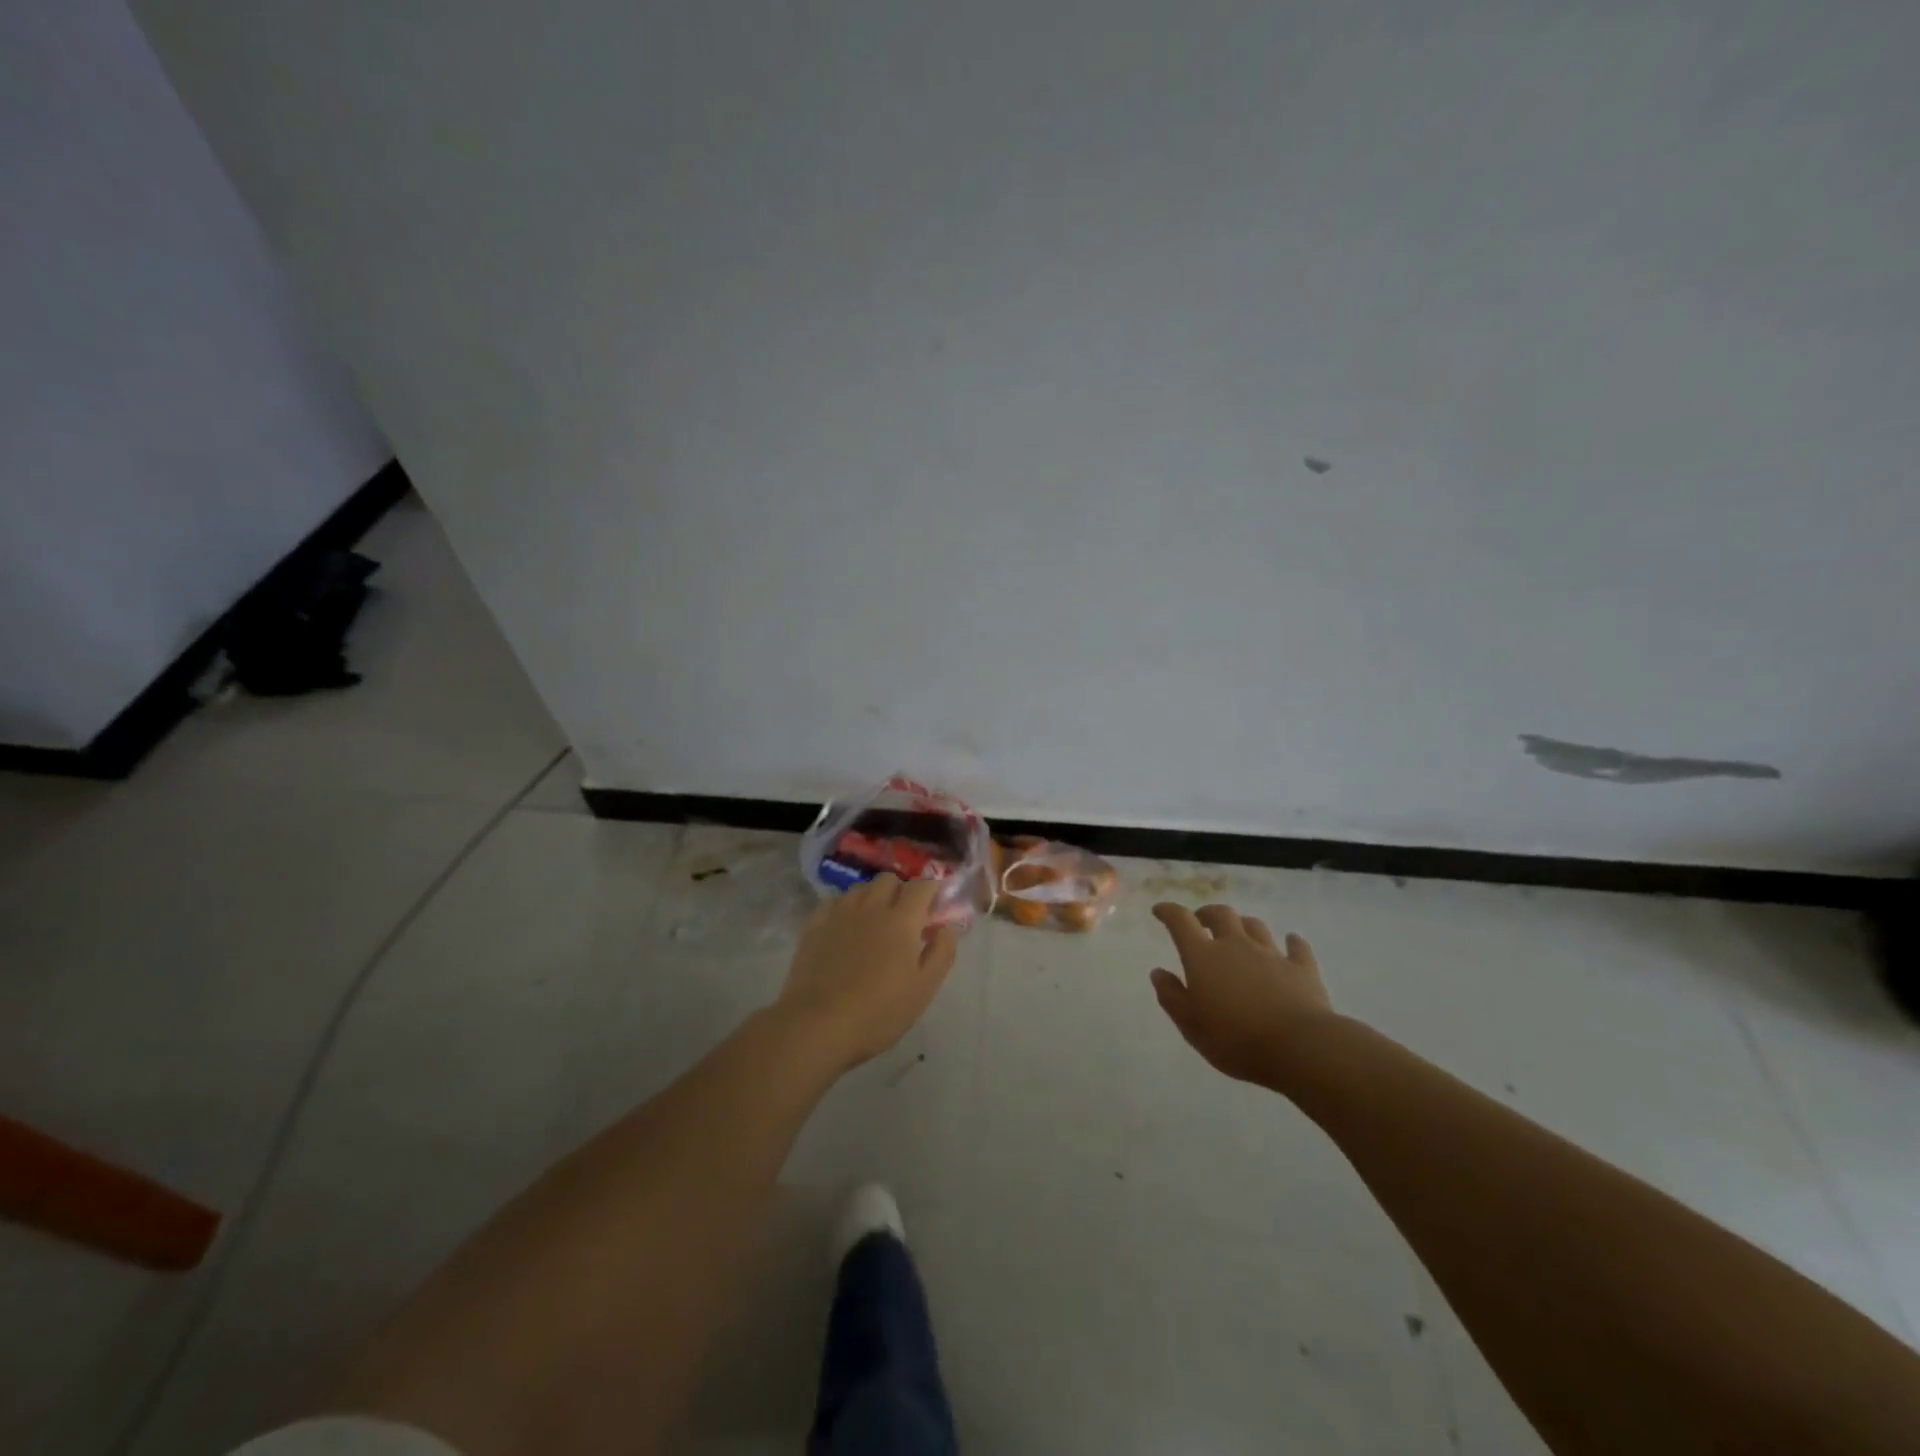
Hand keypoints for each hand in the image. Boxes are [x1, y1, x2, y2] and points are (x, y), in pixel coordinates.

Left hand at [776, 875, 959, 1073]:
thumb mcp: (924, 989)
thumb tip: (947, 927)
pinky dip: (846, 908)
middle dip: (902, 891)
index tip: (936, 906)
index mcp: (902, 919)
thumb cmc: (878, 1011)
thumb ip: (942, 953)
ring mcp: (840, 913)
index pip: (922, 886)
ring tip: (875, 922)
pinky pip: (834, 902)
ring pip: (861, 888)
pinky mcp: (814, 925)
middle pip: (889, 880)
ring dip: (873, 897)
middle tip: (905, 917)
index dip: (933, 890)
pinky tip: (845, 928)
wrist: (817, 1025)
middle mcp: (871, 906)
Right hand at [1150, 902, 1334, 1085]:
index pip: (1181, 922)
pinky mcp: (1302, 968)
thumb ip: (1171, 996)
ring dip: (1243, 925)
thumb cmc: (1235, 1040)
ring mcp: (1271, 954)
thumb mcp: (1191, 1025)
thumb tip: (1158, 972)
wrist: (1299, 1048)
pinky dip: (1291, 942)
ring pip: (1255, 926)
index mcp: (1203, 957)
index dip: (1168, 911)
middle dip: (1208, 914)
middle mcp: (1236, 946)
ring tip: (1239, 933)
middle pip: (1221, 915)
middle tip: (1201, 922)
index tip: (1160, 910)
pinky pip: (1296, 947)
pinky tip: (1291, 942)